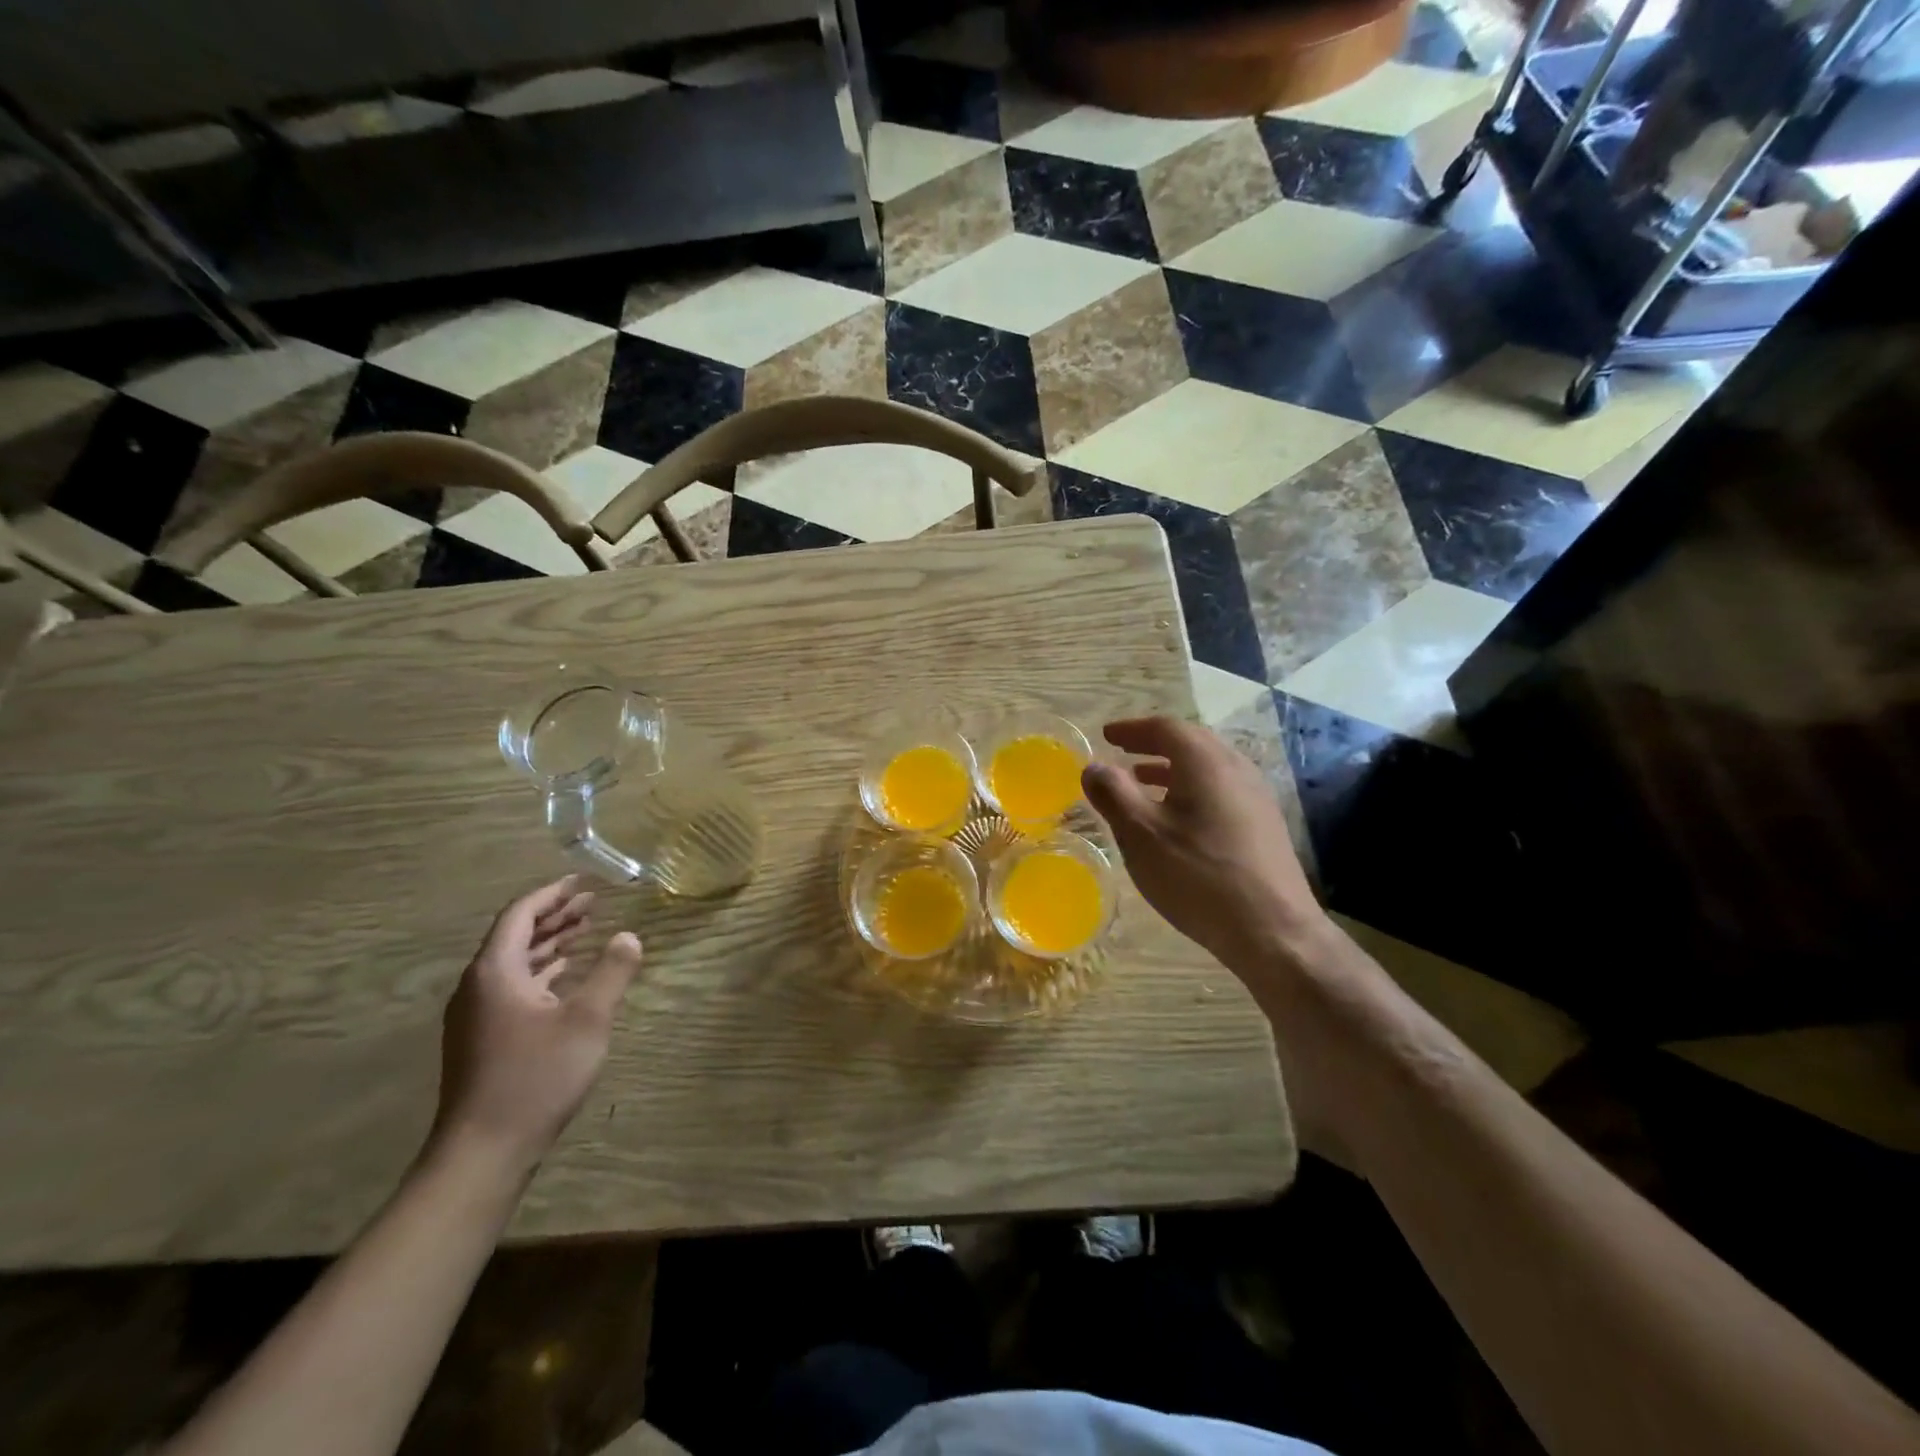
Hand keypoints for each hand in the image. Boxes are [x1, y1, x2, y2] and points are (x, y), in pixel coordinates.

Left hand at [434, 876, 643, 1174]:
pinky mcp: (482, 1039)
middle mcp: (478, 987)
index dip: (552, 894)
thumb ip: (612, 973)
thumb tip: (630, 936)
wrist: (482, 1152)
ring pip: (515, 963)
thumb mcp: (587, 1020)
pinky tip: (565, 975)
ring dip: (550, 943)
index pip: (520, 914)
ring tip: (586, 930)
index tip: (582, 881)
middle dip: (555, 916)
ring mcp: (476, 1015)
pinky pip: (513, 986)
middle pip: (516, 936)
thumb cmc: (536, 1077)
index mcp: (495, 972)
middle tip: (593, 903)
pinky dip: (542, 971)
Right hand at [1082, 717, 1326, 974]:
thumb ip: (1113, 794)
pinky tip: (1177, 820)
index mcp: (1206, 763)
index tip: (1107, 735)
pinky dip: (1191, 790)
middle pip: (1191, 743)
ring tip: (1142, 783)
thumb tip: (1093, 766)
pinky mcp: (1264, 826)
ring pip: (1208, 769)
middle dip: (1153, 745)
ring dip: (1172, 769)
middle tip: (1123, 753)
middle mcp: (1236, 769)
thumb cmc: (1198, 876)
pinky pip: (1221, 791)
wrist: (1273, 931)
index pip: (1166, 728)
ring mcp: (1256, 797)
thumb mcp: (1141, 835)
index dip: (1132, 729)